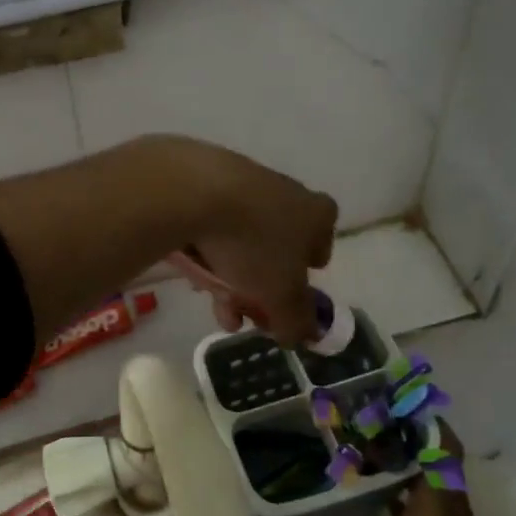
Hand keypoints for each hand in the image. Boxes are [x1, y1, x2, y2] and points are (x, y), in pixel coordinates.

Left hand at [167, 139, 336, 346]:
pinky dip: (206, 248)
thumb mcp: (281, 296)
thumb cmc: (253, 244)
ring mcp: (245, 181)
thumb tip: (302, 336)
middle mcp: (286, 191)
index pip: (324, 239)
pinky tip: (192, 269)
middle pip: (278, 245)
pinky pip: (212, 223)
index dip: (308, 268)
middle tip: (242, 313)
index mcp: (316, 213)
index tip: (289, 290)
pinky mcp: (206, 178)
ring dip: (229, 273)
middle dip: (260, 286)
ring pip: (242, 238)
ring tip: (210, 300)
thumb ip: (296, 320)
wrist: (193, 191)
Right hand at [260, 432, 504, 515]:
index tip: (382, 396)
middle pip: (435, 454)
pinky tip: (371, 495)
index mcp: (439, 506)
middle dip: (401, 432)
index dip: (418, 414)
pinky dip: (406, 490)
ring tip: (358, 445)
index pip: (440, 441)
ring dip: (404, 461)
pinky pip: (431, 503)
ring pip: (433, 479)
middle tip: (357, 416)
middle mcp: (453, 512)